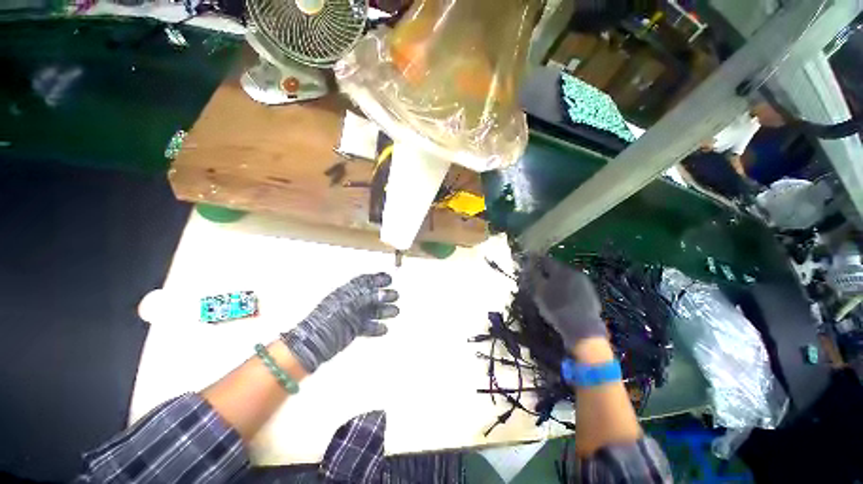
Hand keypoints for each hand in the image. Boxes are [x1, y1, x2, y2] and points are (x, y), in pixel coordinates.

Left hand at [282, 273, 398, 372]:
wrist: (315, 341)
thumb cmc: (330, 317)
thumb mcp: (350, 302)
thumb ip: (368, 296)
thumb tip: (384, 293)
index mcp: (348, 292)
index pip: (365, 282)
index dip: (377, 279)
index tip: (389, 278)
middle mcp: (351, 302)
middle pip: (371, 296)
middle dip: (385, 295)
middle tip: (396, 295)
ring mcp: (352, 316)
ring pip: (372, 311)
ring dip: (384, 311)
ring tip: (395, 312)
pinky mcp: (353, 329)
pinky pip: (367, 326)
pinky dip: (376, 327)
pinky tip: (384, 329)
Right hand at [523, 256, 606, 350]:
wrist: (583, 330)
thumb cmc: (556, 308)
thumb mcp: (539, 291)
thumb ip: (532, 275)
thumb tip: (528, 263)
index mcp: (562, 270)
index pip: (546, 260)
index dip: (535, 262)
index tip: (528, 267)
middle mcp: (575, 273)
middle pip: (557, 269)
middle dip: (546, 273)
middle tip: (537, 281)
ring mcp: (585, 284)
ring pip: (566, 279)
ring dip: (557, 282)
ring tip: (548, 292)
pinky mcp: (591, 296)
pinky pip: (574, 289)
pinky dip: (566, 291)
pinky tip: (561, 301)